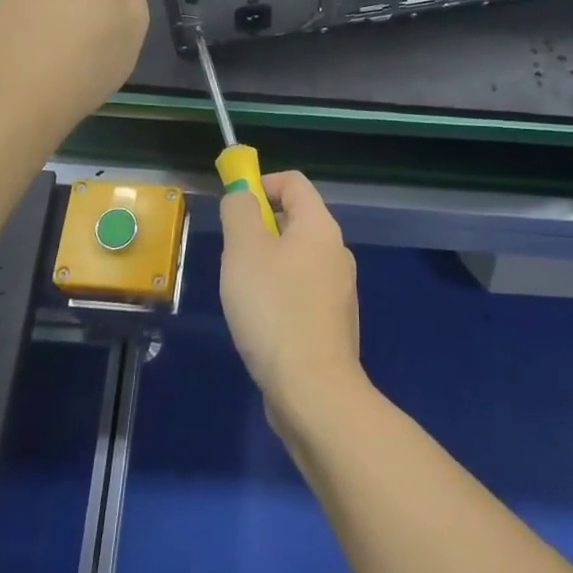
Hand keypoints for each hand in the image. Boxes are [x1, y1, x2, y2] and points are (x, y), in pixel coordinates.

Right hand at [219, 171, 362, 425]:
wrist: (313, 391)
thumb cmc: (273, 309)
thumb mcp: (243, 250)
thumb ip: (239, 212)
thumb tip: (242, 196)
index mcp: (320, 226)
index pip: (293, 182)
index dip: (261, 183)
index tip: (233, 208)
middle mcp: (336, 251)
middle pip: (295, 219)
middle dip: (259, 228)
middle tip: (233, 256)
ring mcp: (339, 289)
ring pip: (296, 258)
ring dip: (266, 264)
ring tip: (243, 294)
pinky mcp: (333, 323)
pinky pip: (301, 291)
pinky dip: (279, 294)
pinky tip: (262, 324)